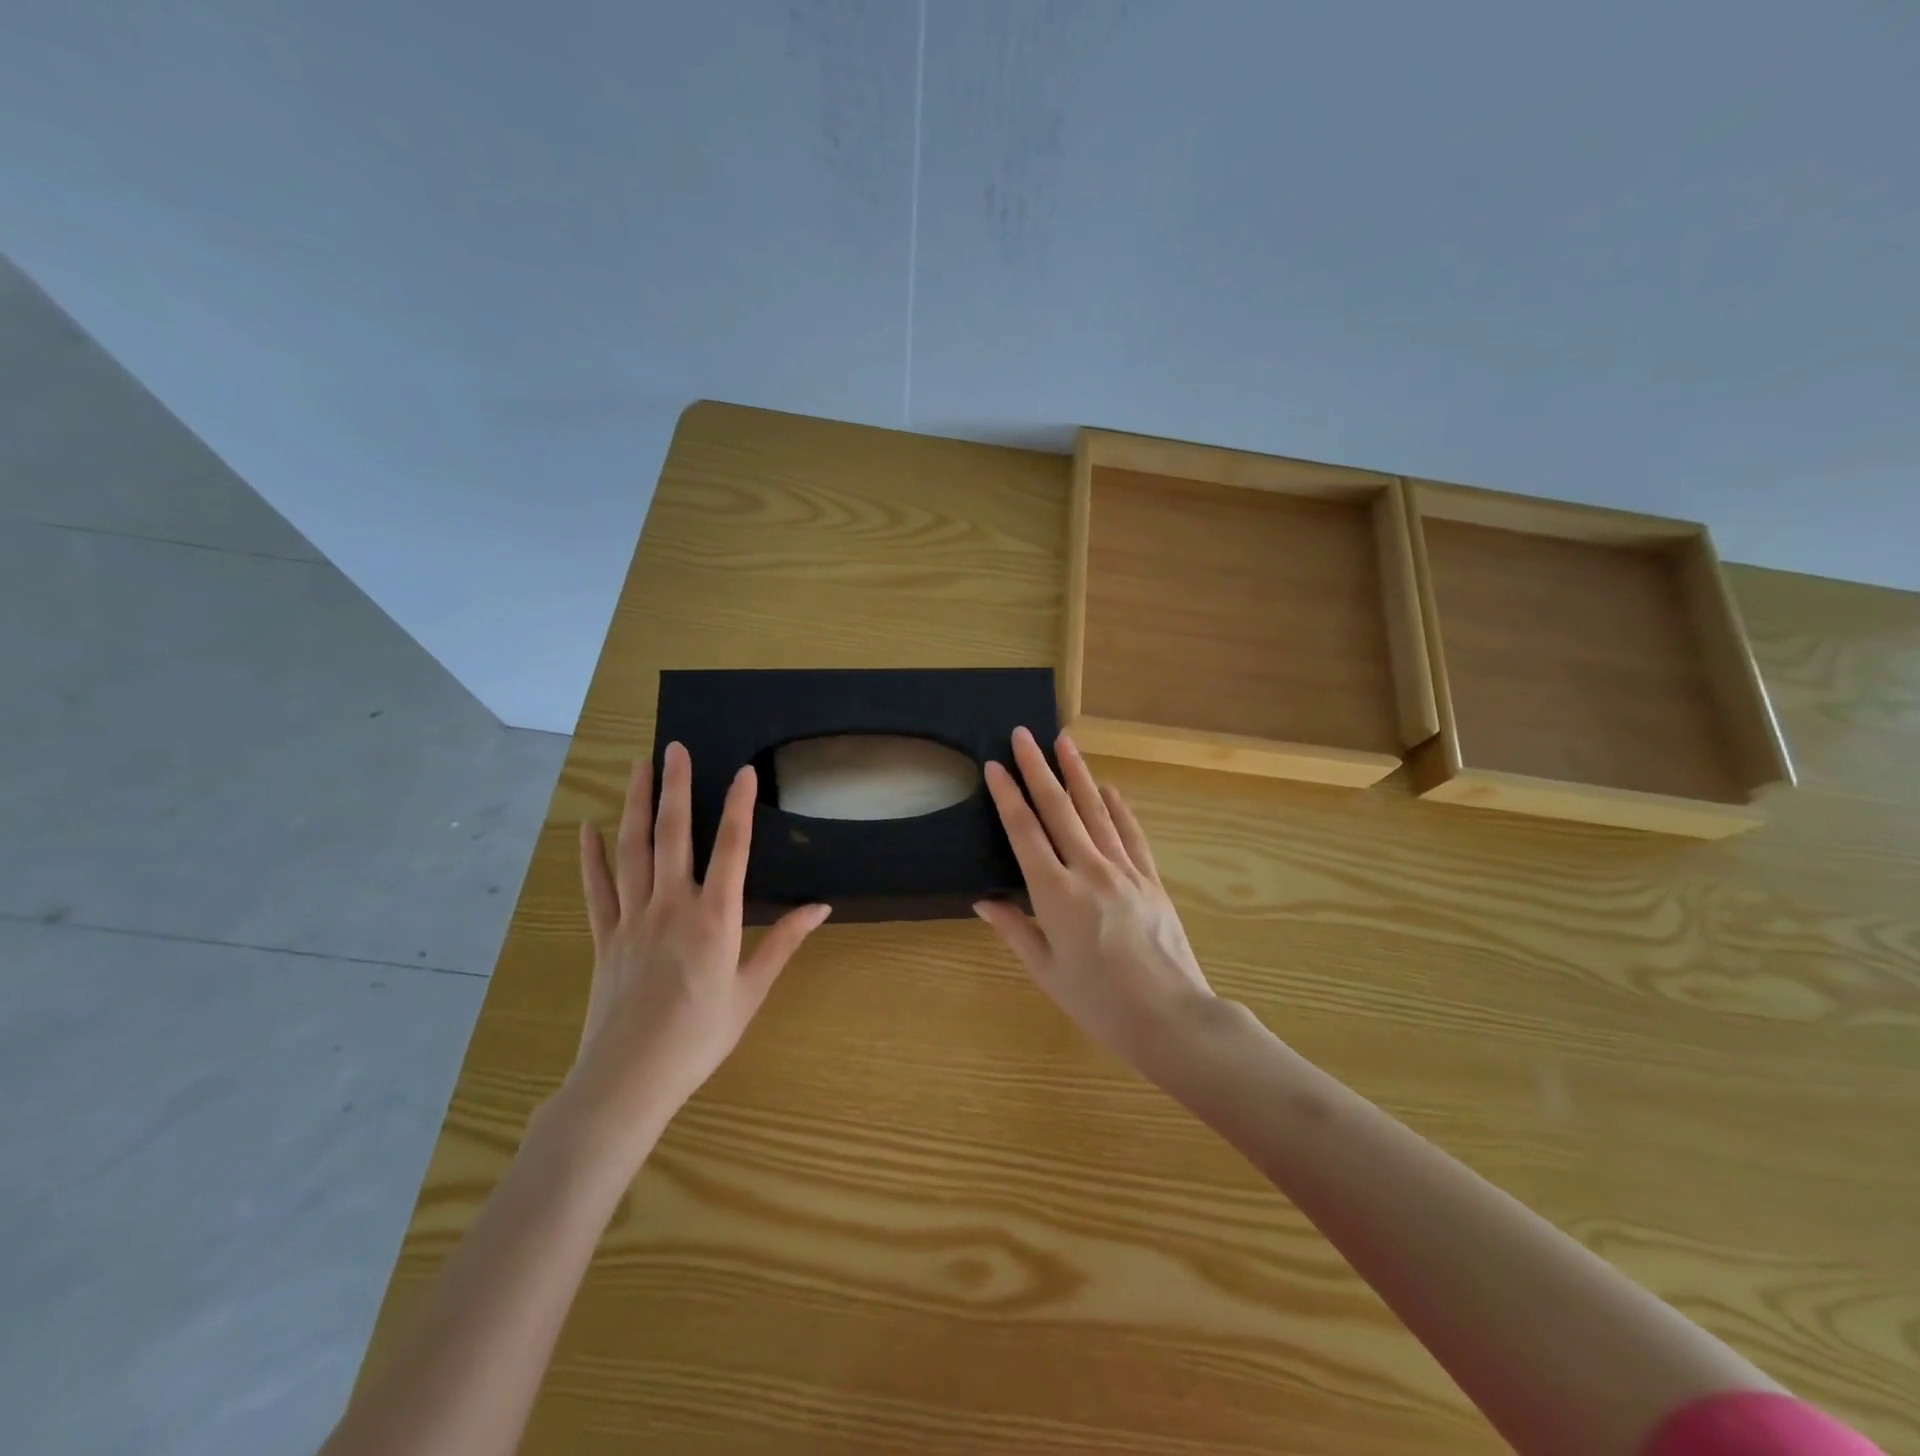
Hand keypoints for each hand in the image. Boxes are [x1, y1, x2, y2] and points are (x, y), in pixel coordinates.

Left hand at [562, 743, 830, 1167]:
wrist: (628, 1080)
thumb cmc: (700, 1037)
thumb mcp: (752, 991)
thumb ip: (784, 942)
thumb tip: (820, 906)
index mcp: (714, 918)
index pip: (731, 849)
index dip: (738, 806)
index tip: (742, 770)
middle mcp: (672, 906)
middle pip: (672, 834)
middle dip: (675, 786)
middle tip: (674, 746)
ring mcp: (632, 918)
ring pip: (631, 850)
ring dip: (634, 804)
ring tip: (637, 767)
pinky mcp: (605, 936)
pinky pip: (597, 888)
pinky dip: (591, 857)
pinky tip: (587, 829)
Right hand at [974, 727, 1216, 1075]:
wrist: (1171, 1018)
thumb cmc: (1099, 1002)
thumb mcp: (1047, 971)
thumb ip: (1015, 929)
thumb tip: (983, 900)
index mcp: (1056, 894)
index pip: (1025, 832)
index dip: (1008, 796)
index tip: (995, 766)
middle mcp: (1089, 871)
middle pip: (1059, 809)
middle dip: (1038, 768)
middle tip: (1023, 733)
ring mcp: (1125, 871)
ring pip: (1096, 811)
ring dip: (1078, 774)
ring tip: (1064, 741)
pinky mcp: (1151, 880)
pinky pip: (1131, 835)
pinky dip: (1119, 808)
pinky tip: (1109, 788)